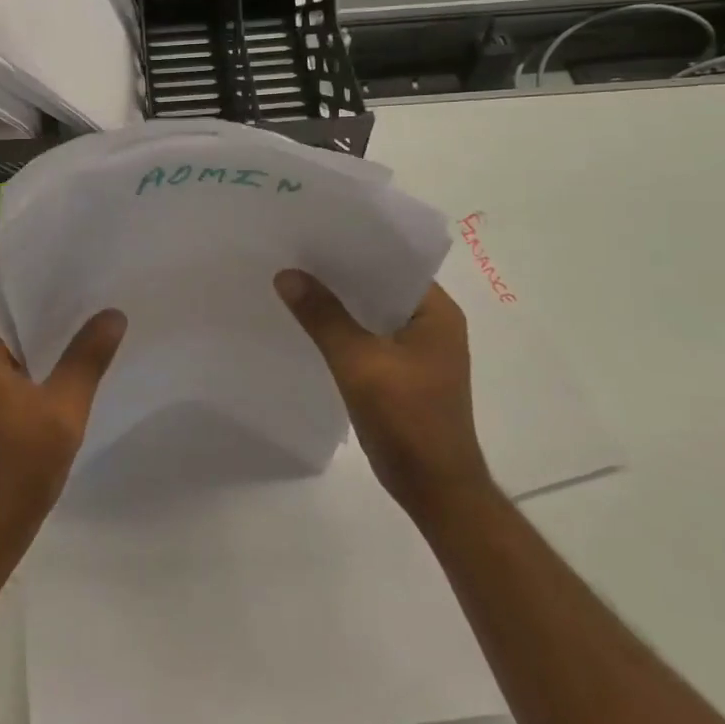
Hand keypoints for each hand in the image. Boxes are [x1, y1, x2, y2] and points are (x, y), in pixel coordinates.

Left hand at [0, 278, 125, 569]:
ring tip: (76, 291)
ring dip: (30, 312)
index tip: (34, 237)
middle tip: (70, 259)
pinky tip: (70, 343)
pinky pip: (8, 356)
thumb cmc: (15, 467)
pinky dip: (33, 342)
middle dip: (23, 280)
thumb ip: (87, 360)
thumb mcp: (61, 411)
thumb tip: (112, 314)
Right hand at [276, 272, 488, 522]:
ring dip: (341, 304)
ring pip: (373, 314)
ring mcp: (419, 352)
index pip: (394, 263)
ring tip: (296, 283)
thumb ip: (323, 317)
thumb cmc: (407, 420)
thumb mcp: (359, 363)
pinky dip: (345, 331)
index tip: (314, 234)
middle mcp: (433, 325)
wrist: (434, 489)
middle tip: (296, 255)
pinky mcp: (405, 375)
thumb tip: (287, 275)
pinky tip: (311, 326)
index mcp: (436, 312)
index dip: (355, 247)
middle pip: (381, 287)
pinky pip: (370, 339)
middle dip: (341, 275)